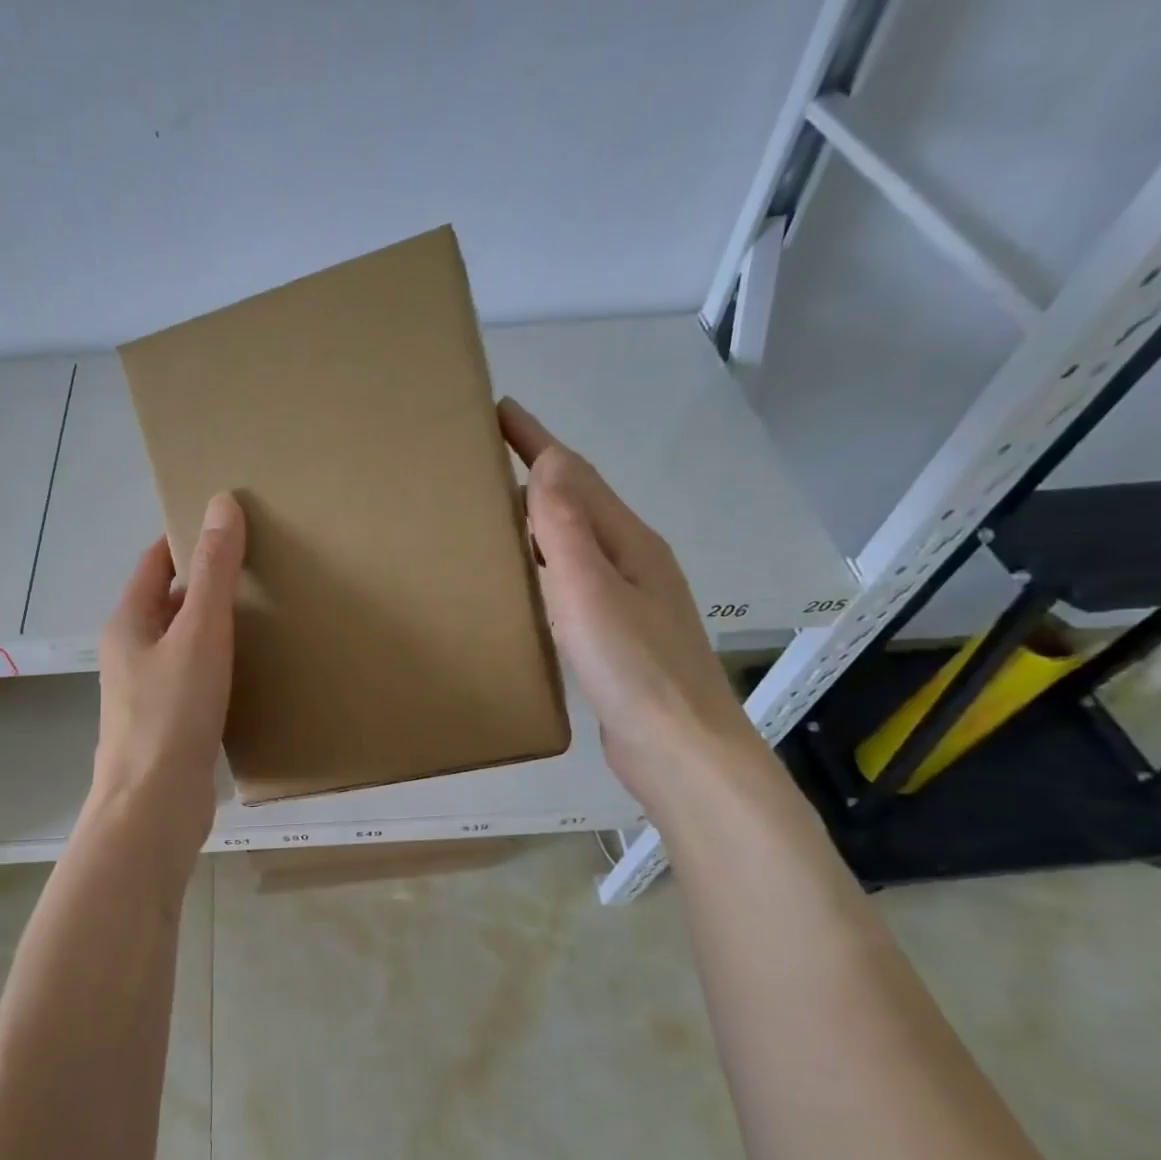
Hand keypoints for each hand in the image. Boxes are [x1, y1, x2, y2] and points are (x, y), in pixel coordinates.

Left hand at [89, 493, 246, 847]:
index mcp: (129, 622)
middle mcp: (132, 651)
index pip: (156, 561)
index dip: (188, 539)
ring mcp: (147, 690)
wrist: (153, 806)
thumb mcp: (199, 633)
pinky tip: (254, 668)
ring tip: (268, 611)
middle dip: (209, 581)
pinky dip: (220, 663)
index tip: (233, 525)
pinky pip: (195, 677)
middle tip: (263, 565)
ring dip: (216, 625)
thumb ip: (213, 572)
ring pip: (185, 642)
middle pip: (170, 601)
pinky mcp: (168, 723)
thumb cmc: (172, 713)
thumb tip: (221, 504)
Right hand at [499, 398, 757, 795]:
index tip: (498, 410)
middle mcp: (630, 562)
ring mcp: (625, 600)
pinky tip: (521, 582)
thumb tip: (546, 463)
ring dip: (537, 521)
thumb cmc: (635, 668)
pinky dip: (541, 566)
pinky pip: (569, 582)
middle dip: (534, 474)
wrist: (679, 749)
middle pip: (576, 503)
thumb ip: (566, 529)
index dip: (536, 440)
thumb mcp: (592, 592)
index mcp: (628, 542)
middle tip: (481, 463)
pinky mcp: (613, 636)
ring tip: (492, 515)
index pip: (574, 475)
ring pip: (572, 544)